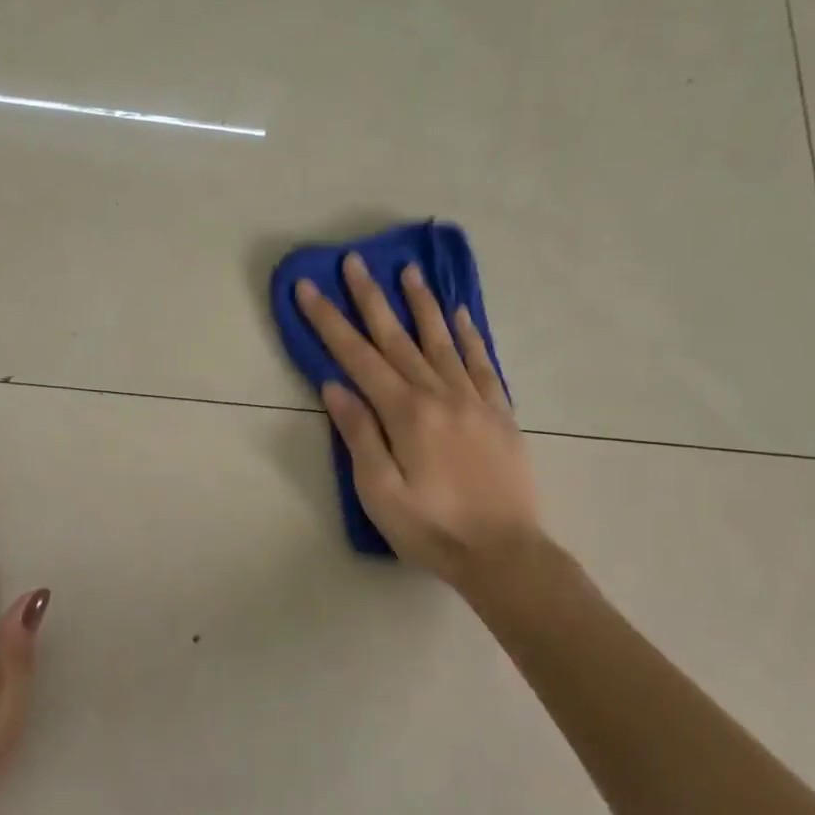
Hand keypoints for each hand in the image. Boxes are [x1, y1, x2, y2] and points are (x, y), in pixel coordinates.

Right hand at [295, 254, 540, 589]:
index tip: (309, 288)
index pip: (358, 357)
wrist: (504, 553)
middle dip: (371, 299)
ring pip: (442, 340)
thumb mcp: (379, 492)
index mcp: (406, 413)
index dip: (329, 321)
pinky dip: (469, 335)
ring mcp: (474, 400)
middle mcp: (440, 394)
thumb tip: (335, 387)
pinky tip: (460, 314)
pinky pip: (482, 363)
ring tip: (408, 271)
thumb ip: (359, 435)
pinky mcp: (499, 412)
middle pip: (398, 338)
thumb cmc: (431, 529)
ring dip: (421, 304)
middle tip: (353, 261)